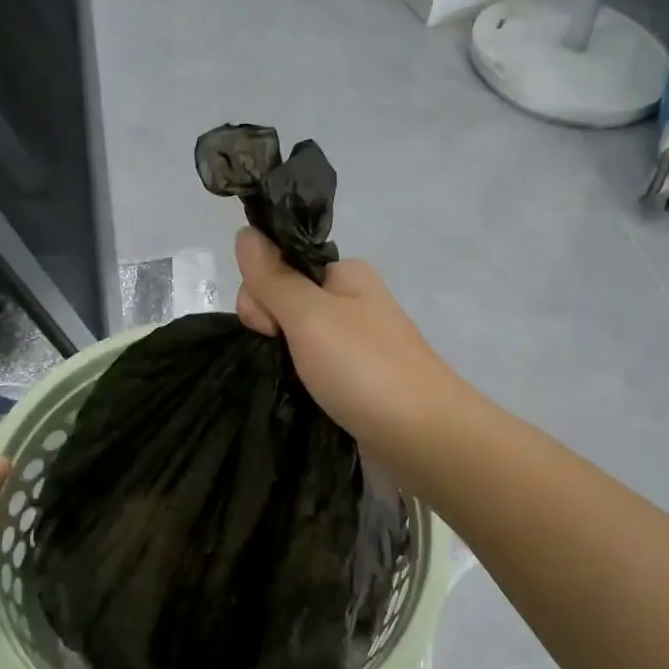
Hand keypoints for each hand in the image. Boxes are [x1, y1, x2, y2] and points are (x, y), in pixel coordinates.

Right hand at [235, 228, 466, 465]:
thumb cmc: (364, 368)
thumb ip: (274, 277)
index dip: (260, 293)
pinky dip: (302, 378)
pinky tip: (301, 394)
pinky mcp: (358, 379)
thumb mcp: (309, 315)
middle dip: (270, 328)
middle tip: (285, 359)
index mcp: (346, 274)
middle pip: (286, 302)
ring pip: (298, 339)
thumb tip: (245, 233)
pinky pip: (316, 368)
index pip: (280, 266)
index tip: (267, 327)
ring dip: (284, 357)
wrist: (423, 435)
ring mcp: (358, 343)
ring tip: (293, 383)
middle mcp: (353, 302)